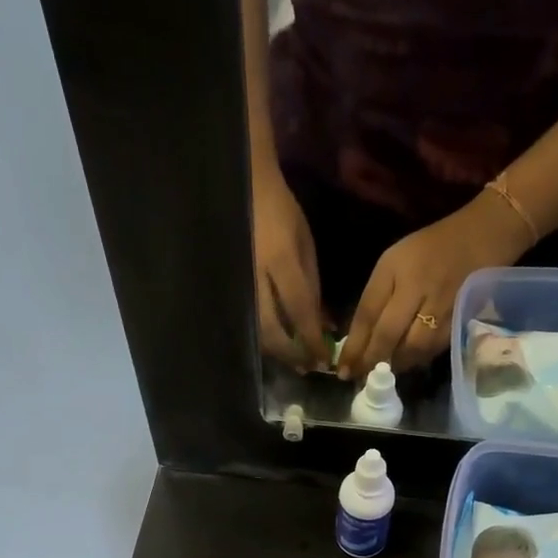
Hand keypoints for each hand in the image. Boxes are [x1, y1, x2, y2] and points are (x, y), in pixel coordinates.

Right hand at [252, 168, 329, 370]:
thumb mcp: (305, 245)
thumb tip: (322, 325)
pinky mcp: (232, 289)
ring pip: (256, 331)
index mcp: (280, 262)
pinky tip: (278, 343)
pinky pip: (249, 321)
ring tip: (295, 360)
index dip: (312, 340)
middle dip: (292, 354)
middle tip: (308, 366)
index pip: (299, 312)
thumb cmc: (282, 213)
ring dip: (277, 351)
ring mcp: (240, 285)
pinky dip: (264, 337)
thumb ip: (312, 286)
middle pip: (272, 331)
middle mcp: (257, 279)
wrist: (246, 191)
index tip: (325, 360)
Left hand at [338, 193, 530, 379]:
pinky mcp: (460, 319)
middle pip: (389, 334)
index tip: (342, 368)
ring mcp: (442, 306)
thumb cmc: (428, 248)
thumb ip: (375, 297)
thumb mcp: (392, 262)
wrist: (481, 236)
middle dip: (370, 360)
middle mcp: (418, 288)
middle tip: (358, 378)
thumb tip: (358, 338)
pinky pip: (433, 349)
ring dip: (394, 365)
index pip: (368, 314)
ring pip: (413, 348)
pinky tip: (405, 363)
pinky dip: (416, 360)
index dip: (354, 345)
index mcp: (395, 270)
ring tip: (380, 373)